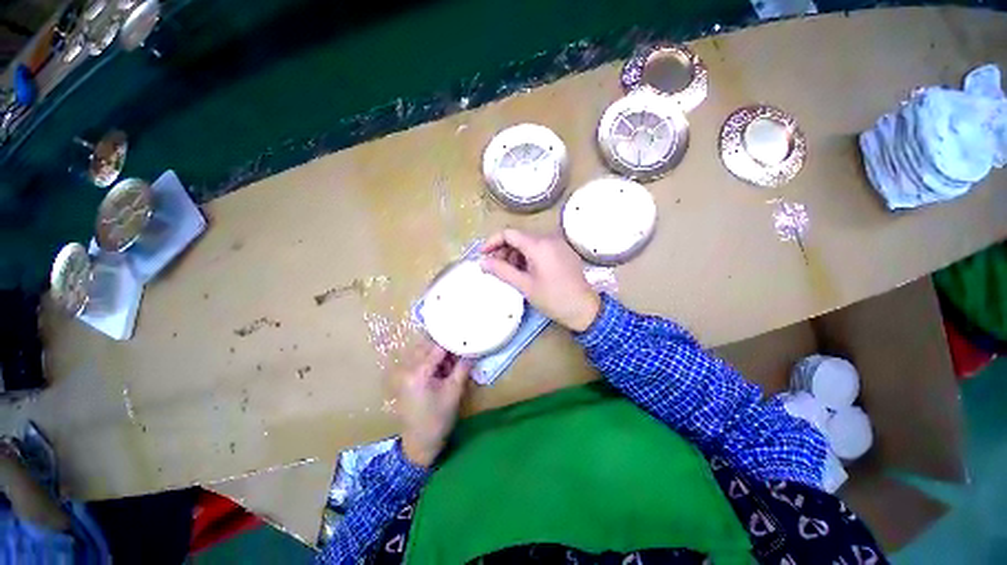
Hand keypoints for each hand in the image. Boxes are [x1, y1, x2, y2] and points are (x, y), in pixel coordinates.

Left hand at [394, 340, 472, 467]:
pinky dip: (432, 360)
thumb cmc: (439, 418)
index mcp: (418, 372)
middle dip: (445, 347)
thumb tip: (472, 350)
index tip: (466, 340)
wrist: (420, 443)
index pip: (437, 348)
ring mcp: (404, 373)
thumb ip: (463, 367)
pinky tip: (443, 370)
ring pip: (423, 351)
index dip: (453, 342)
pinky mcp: (405, 378)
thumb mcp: (455, 391)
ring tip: (453, 363)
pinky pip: (419, 360)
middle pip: (427, 345)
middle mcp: (407, 369)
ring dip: (438, 353)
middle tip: (460, 352)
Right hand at [480, 229, 600, 331]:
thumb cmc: (553, 298)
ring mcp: (558, 244)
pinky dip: (529, 257)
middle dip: (504, 251)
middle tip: (497, 269)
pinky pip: (541, 248)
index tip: (483, 255)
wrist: (584, 309)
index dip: (492, 242)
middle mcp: (549, 238)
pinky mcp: (564, 251)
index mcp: (538, 245)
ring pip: (529, 243)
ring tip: (512, 273)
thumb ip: (501, 271)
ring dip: (516, 255)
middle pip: (519, 237)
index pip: (509, 233)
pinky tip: (527, 272)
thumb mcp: (524, 285)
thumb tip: (482, 262)